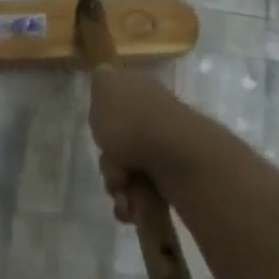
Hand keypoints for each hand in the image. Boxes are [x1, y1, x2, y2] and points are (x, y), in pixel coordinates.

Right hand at [87, 67, 201, 220]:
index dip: (102, 126)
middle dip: (110, 166)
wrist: (177, 156)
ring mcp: (166, 151)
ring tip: (126, 197)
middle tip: (116, 172)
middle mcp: (155, 121)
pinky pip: (143, 195)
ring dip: (120, 189)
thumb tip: (104, 70)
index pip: (114, 109)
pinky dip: (134, 203)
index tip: (101, 136)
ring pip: (127, 174)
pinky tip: (132, 208)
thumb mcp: (107, 89)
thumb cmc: (134, 122)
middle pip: (118, 147)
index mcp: (142, 95)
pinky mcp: (174, 179)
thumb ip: (102, 80)